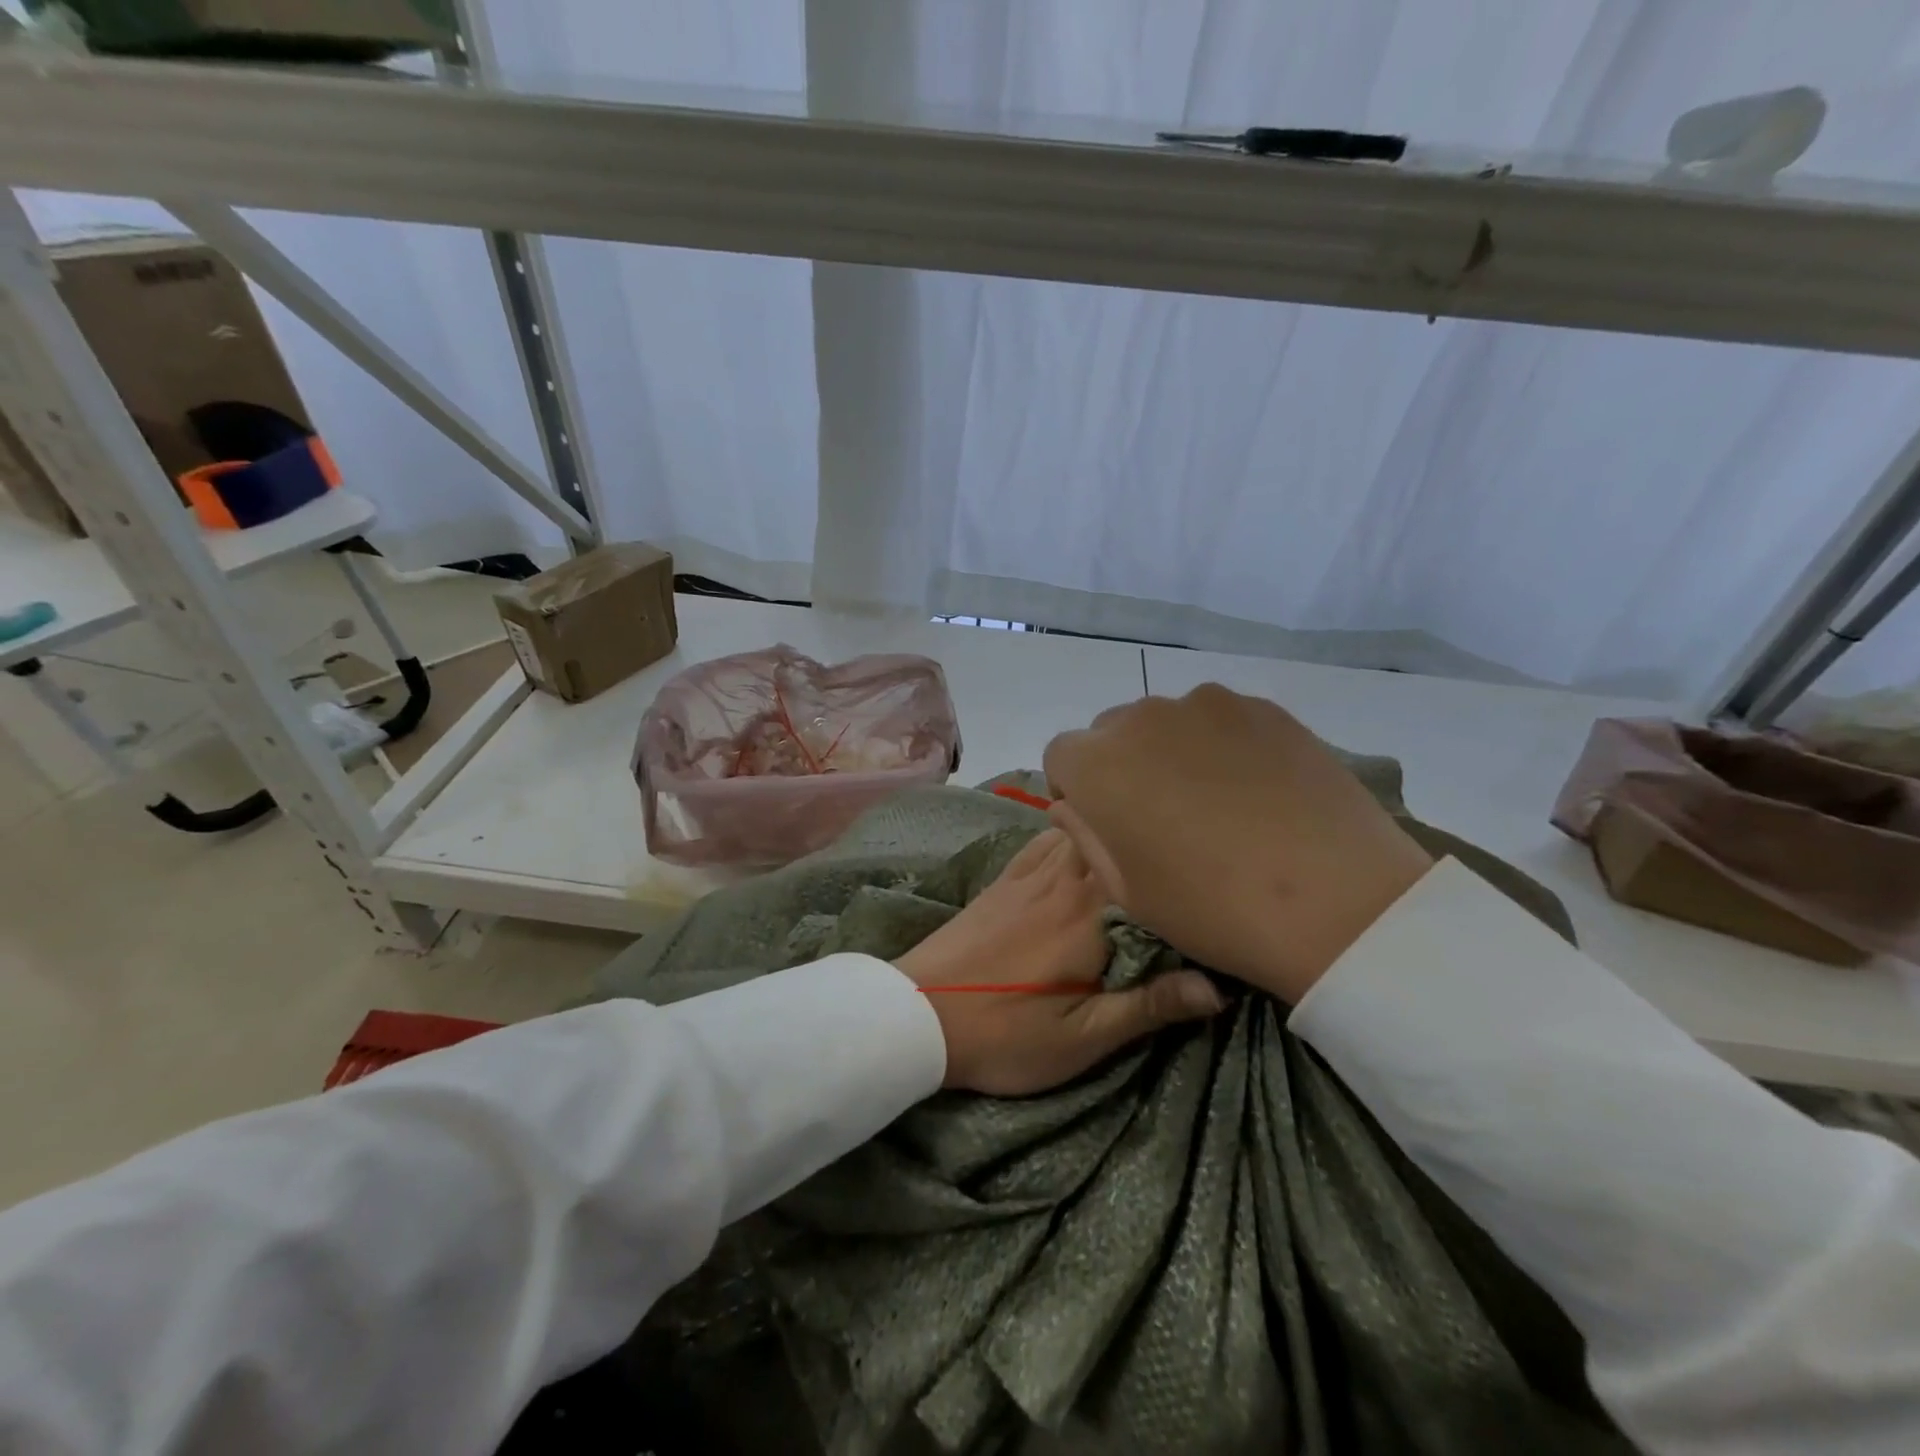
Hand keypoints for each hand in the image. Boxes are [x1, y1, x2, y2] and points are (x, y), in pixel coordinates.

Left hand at [897, 829, 1224, 1096]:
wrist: (915, 1014)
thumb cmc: (1005, 1032)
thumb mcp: (1083, 1037)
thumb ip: (1149, 1006)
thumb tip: (1218, 988)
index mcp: (1090, 912)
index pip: (1149, 872)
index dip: (1181, 873)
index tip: (1207, 884)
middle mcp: (1063, 877)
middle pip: (1114, 838)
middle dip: (1148, 844)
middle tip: (1181, 861)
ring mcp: (1028, 872)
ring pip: (1080, 829)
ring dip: (1109, 834)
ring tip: (1137, 851)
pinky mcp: (1002, 879)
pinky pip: (1043, 838)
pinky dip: (1068, 833)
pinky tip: (1078, 848)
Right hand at [1043, 685, 1433, 1003]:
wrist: (1336, 901)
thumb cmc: (1212, 908)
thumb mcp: (1128, 891)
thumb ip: (1085, 837)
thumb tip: (1069, 805)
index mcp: (1097, 764)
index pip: (1061, 755)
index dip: (1076, 789)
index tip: (1106, 824)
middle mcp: (1142, 718)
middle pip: (1111, 732)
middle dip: (1121, 766)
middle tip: (1161, 815)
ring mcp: (1207, 705)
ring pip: (1166, 722)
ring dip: (1170, 751)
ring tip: (1214, 800)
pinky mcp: (1262, 707)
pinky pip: (1219, 720)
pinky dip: (1220, 745)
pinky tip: (1256, 789)